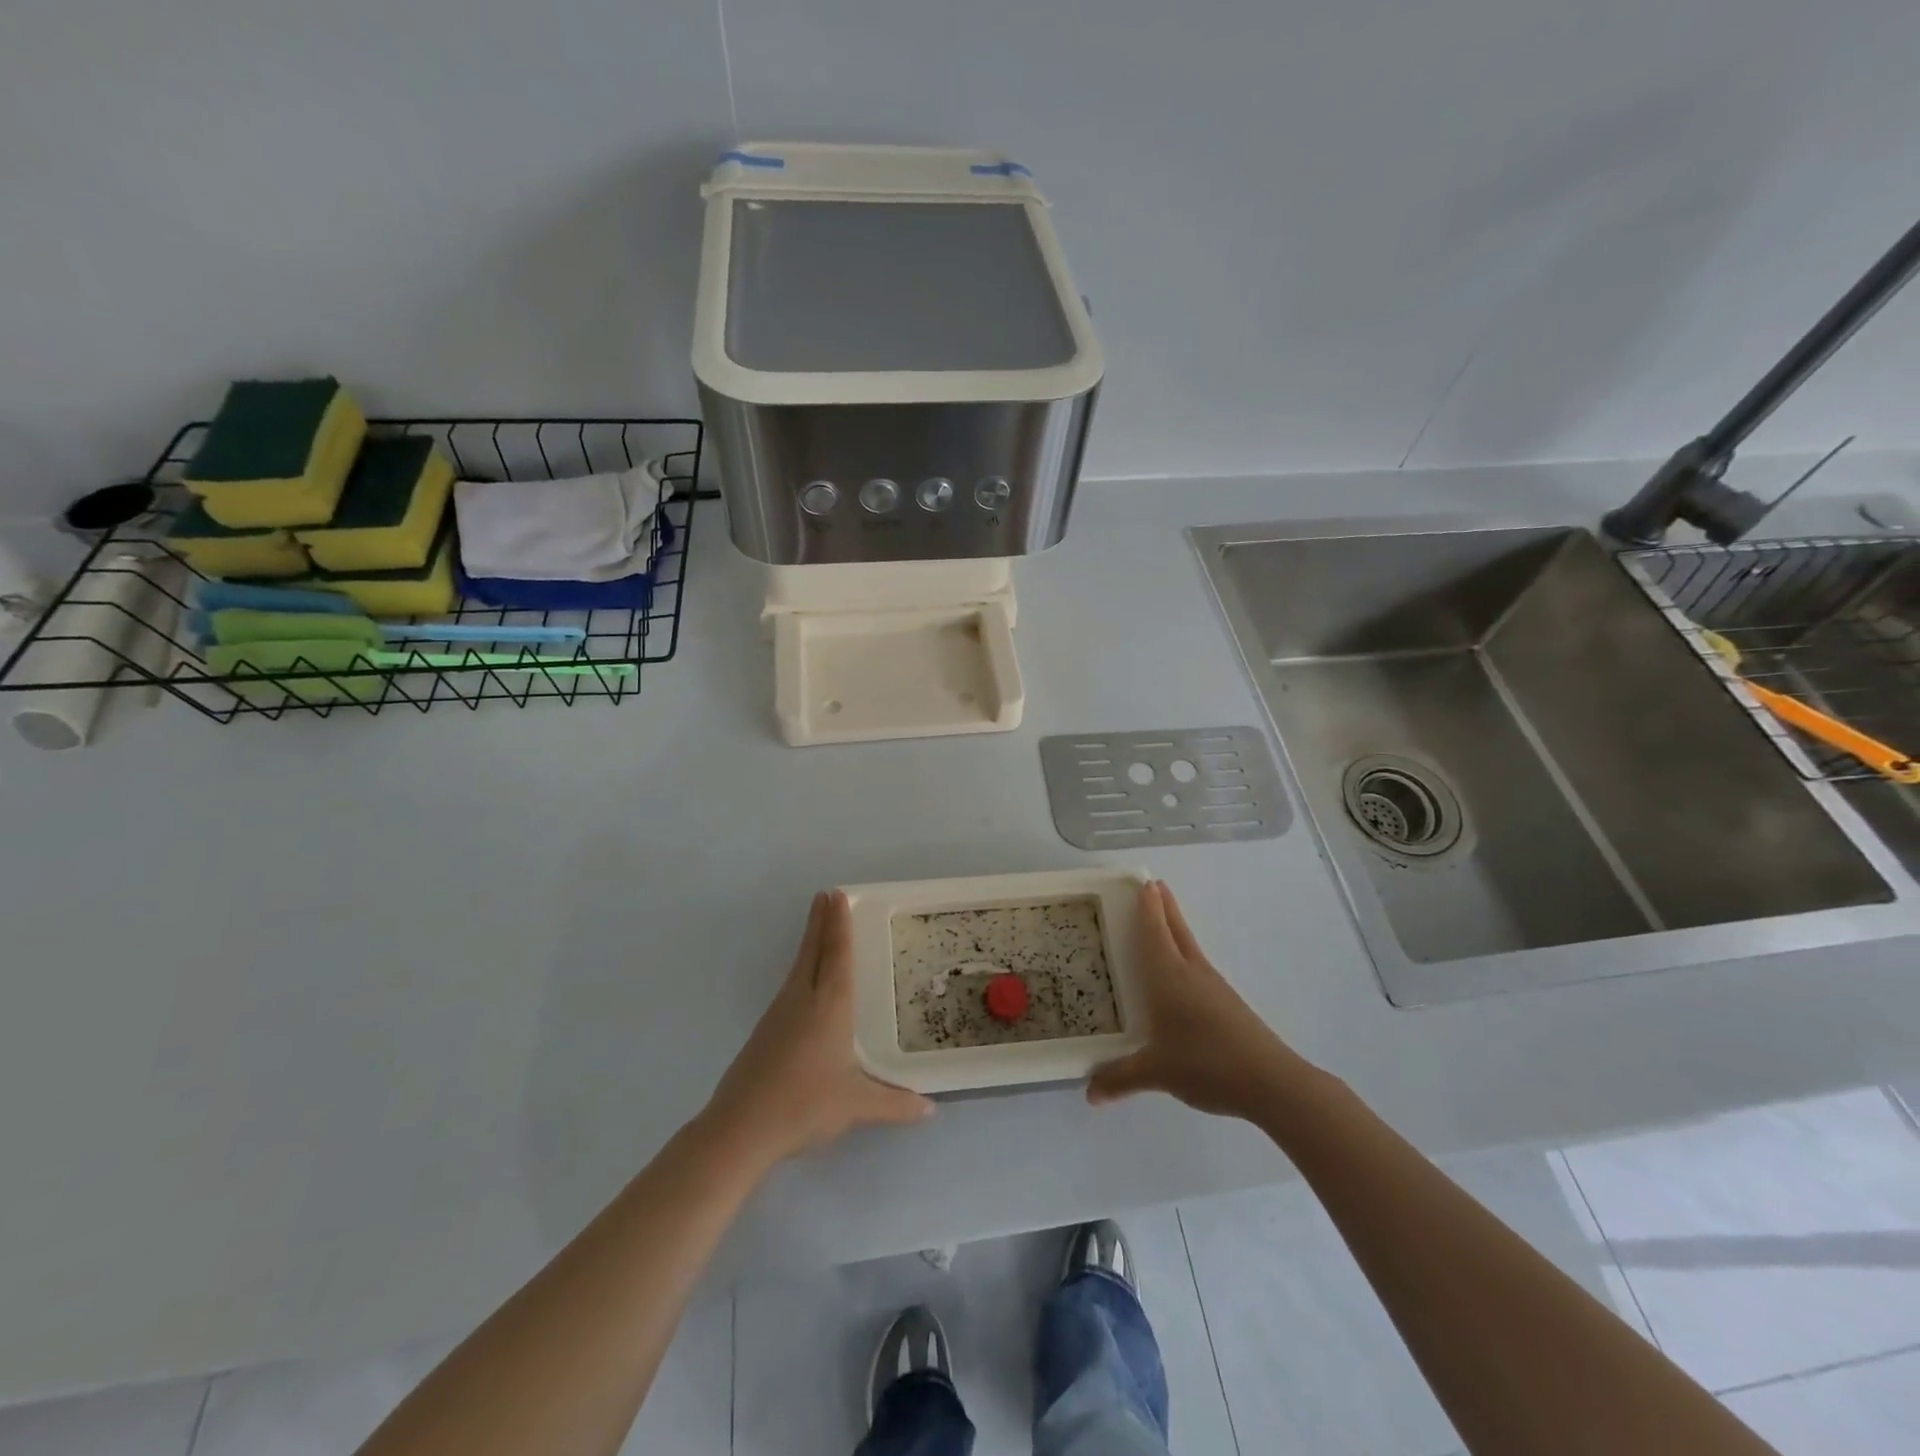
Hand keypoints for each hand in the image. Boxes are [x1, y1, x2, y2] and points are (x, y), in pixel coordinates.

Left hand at [703, 890, 933, 1168]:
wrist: (740, 1128)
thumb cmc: (804, 1105)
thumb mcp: (857, 1106)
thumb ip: (895, 1104)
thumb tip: (931, 1110)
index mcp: (829, 1006)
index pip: (837, 954)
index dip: (839, 924)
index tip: (837, 895)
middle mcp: (802, 999)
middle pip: (813, 950)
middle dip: (821, 921)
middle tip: (826, 894)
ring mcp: (778, 1013)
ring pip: (799, 966)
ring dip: (810, 942)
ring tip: (819, 927)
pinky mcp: (765, 1031)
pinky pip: (791, 986)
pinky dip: (802, 968)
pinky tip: (805, 982)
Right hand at [1088, 880, 1310, 1119]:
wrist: (1270, 1082)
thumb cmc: (1206, 1064)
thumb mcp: (1157, 1073)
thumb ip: (1121, 1078)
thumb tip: (1089, 1093)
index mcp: (1170, 977)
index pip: (1155, 932)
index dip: (1148, 907)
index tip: (1144, 882)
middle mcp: (1192, 973)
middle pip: (1176, 930)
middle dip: (1164, 907)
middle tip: (1154, 885)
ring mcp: (1213, 987)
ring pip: (1190, 947)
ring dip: (1176, 929)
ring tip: (1162, 922)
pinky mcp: (1227, 1004)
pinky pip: (1198, 968)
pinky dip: (1185, 956)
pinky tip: (1181, 975)